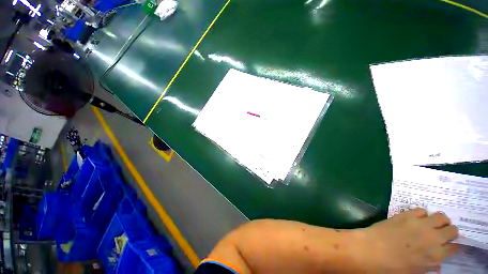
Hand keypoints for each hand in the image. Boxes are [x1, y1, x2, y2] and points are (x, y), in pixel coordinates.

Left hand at [361, 208, 458, 272]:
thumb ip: (430, 265)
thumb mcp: (415, 272)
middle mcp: (433, 238)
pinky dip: (422, 214)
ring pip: (441, 216)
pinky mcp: (407, 215)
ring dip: (439, 221)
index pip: (455, 247)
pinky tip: (417, 219)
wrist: (372, 249)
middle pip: (453, 229)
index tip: (450, 245)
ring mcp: (421, 224)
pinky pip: (421, 210)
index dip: (454, 246)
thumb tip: (437, 262)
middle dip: (449, 231)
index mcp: (436, 255)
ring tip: (432, 224)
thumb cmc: (392, 267)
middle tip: (441, 234)